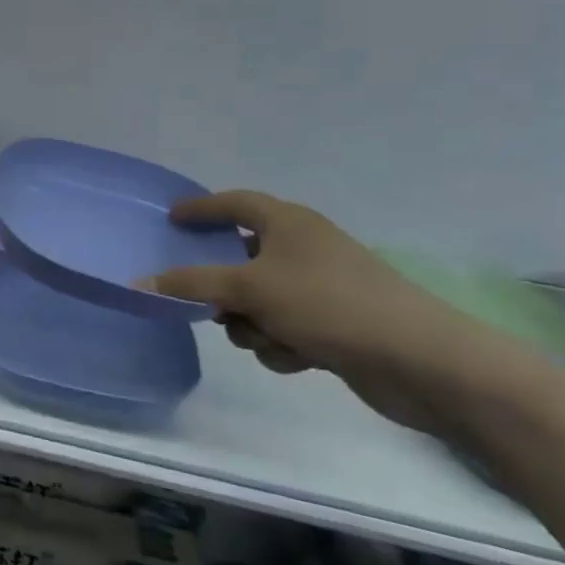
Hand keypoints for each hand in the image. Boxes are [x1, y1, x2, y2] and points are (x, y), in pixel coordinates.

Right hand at [149, 192, 498, 432]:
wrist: (423, 362)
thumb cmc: (330, 305)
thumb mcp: (250, 289)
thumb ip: (191, 284)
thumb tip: (140, 281)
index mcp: (289, 224)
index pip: (235, 202)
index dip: (201, 208)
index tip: (171, 218)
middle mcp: (304, 249)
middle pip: (241, 258)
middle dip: (223, 287)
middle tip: (204, 301)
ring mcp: (321, 288)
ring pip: (258, 300)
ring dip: (252, 323)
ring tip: (268, 338)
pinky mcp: (335, 325)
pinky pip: (284, 327)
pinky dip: (281, 343)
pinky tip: (297, 358)